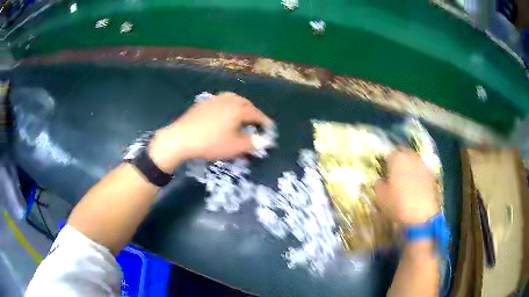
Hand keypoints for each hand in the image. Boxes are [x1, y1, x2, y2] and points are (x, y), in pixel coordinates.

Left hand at [148, 92, 273, 171]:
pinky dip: (227, 105)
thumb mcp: (235, 147)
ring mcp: (214, 99)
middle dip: (253, 111)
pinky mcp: (202, 103)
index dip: (264, 121)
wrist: (181, 138)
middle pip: (245, 103)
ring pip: (232, 98)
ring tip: (241, 113)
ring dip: (240, 105)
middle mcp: (228, 100)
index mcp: (238, 109)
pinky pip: (220, 100)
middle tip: (256, 121)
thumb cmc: (211, 143)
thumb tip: (265, 141)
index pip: (256, 114)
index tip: (269, 128)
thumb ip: (252, 143)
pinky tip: (223, 113)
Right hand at [374, 149, 438, 223]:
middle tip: (394, 177)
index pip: (389, 155)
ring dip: (409, 169)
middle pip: (403, 155)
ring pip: (414, 163)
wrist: (422, 216)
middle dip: (399, 164)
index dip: (386, 165)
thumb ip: (379, 184)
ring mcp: (423, 165)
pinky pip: (421, 172)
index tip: (384, 175)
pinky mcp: (432, 175)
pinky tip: (415, 190)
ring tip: (405, 183)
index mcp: (397, 158)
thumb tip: (382, 181)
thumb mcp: (380, 196)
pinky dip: (418, 177)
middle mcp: (411, 156)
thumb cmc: (398, 204)